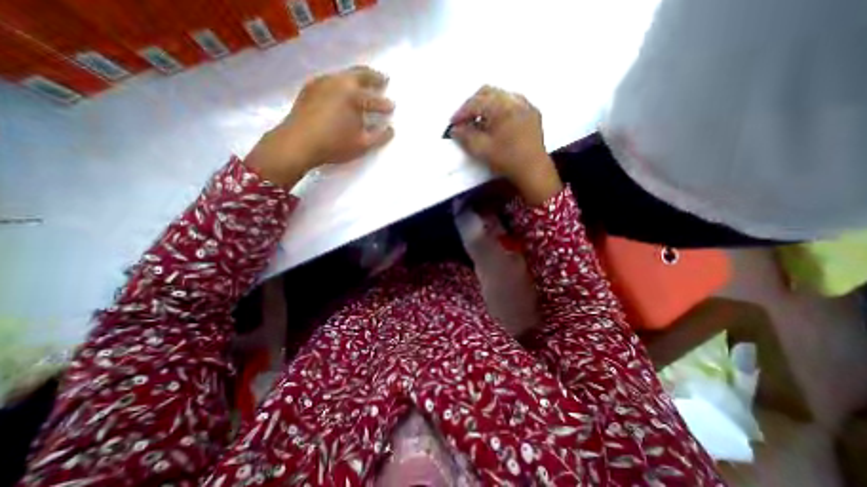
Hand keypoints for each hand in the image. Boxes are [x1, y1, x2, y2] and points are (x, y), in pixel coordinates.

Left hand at [243, 65, 392, 186]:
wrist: (297, 143)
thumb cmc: (334, 144)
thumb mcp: (362, 144)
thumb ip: (379, 136)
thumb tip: (391, 129)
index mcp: (353, 95)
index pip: (375, 100)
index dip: (385, 105)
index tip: (392, 106)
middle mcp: (338, 82)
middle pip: (360, 74)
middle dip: (374, 77)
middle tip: (383, 80)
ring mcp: (321, 82)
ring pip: (343, 75)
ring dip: (357, 78)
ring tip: (364, 84)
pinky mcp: (309, 88)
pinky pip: (331, 80)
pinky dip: (341, 83)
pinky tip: (342, 91)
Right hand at [447, 86, 561, 203]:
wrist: (533, 170)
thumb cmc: (507, 160)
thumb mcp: (482, 150)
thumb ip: (466, 137)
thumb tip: (455, 129)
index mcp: (503, 107)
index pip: (476, 103)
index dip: (462, 112)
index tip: (452, 124)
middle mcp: (515, 100)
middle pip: (488, 92)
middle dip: (472, 104)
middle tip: (463, 119)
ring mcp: (526, 105)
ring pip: (500, 95)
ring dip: (486, 105)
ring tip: (478, 121)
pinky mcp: (532, 113)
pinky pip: (512, 102)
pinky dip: (499, 108)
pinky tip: (495, 122)